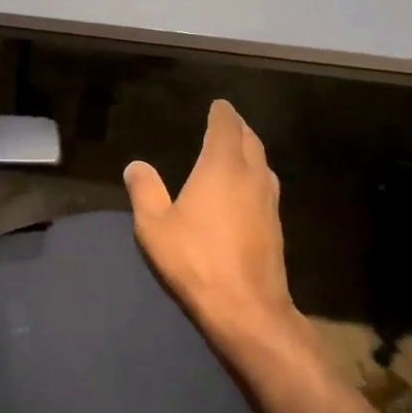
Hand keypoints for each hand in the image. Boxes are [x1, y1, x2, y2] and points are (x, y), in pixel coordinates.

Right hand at [124, 100, 297, 356]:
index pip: (226, 126)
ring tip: (235, 150)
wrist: (246, 307)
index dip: (221, 113)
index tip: (217, 105)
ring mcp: (269, 200)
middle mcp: (251, 175)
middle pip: (250, 140)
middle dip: (238, 127)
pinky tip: (243, 188)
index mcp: (222, 166)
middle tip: (225, 122)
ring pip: (262, 163)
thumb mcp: (154, 225)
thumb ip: (144, 190)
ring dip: (250, 150)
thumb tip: (136, 166)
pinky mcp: (276, 224)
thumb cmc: (195, 259)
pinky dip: (254, 174)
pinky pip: (265, 185)